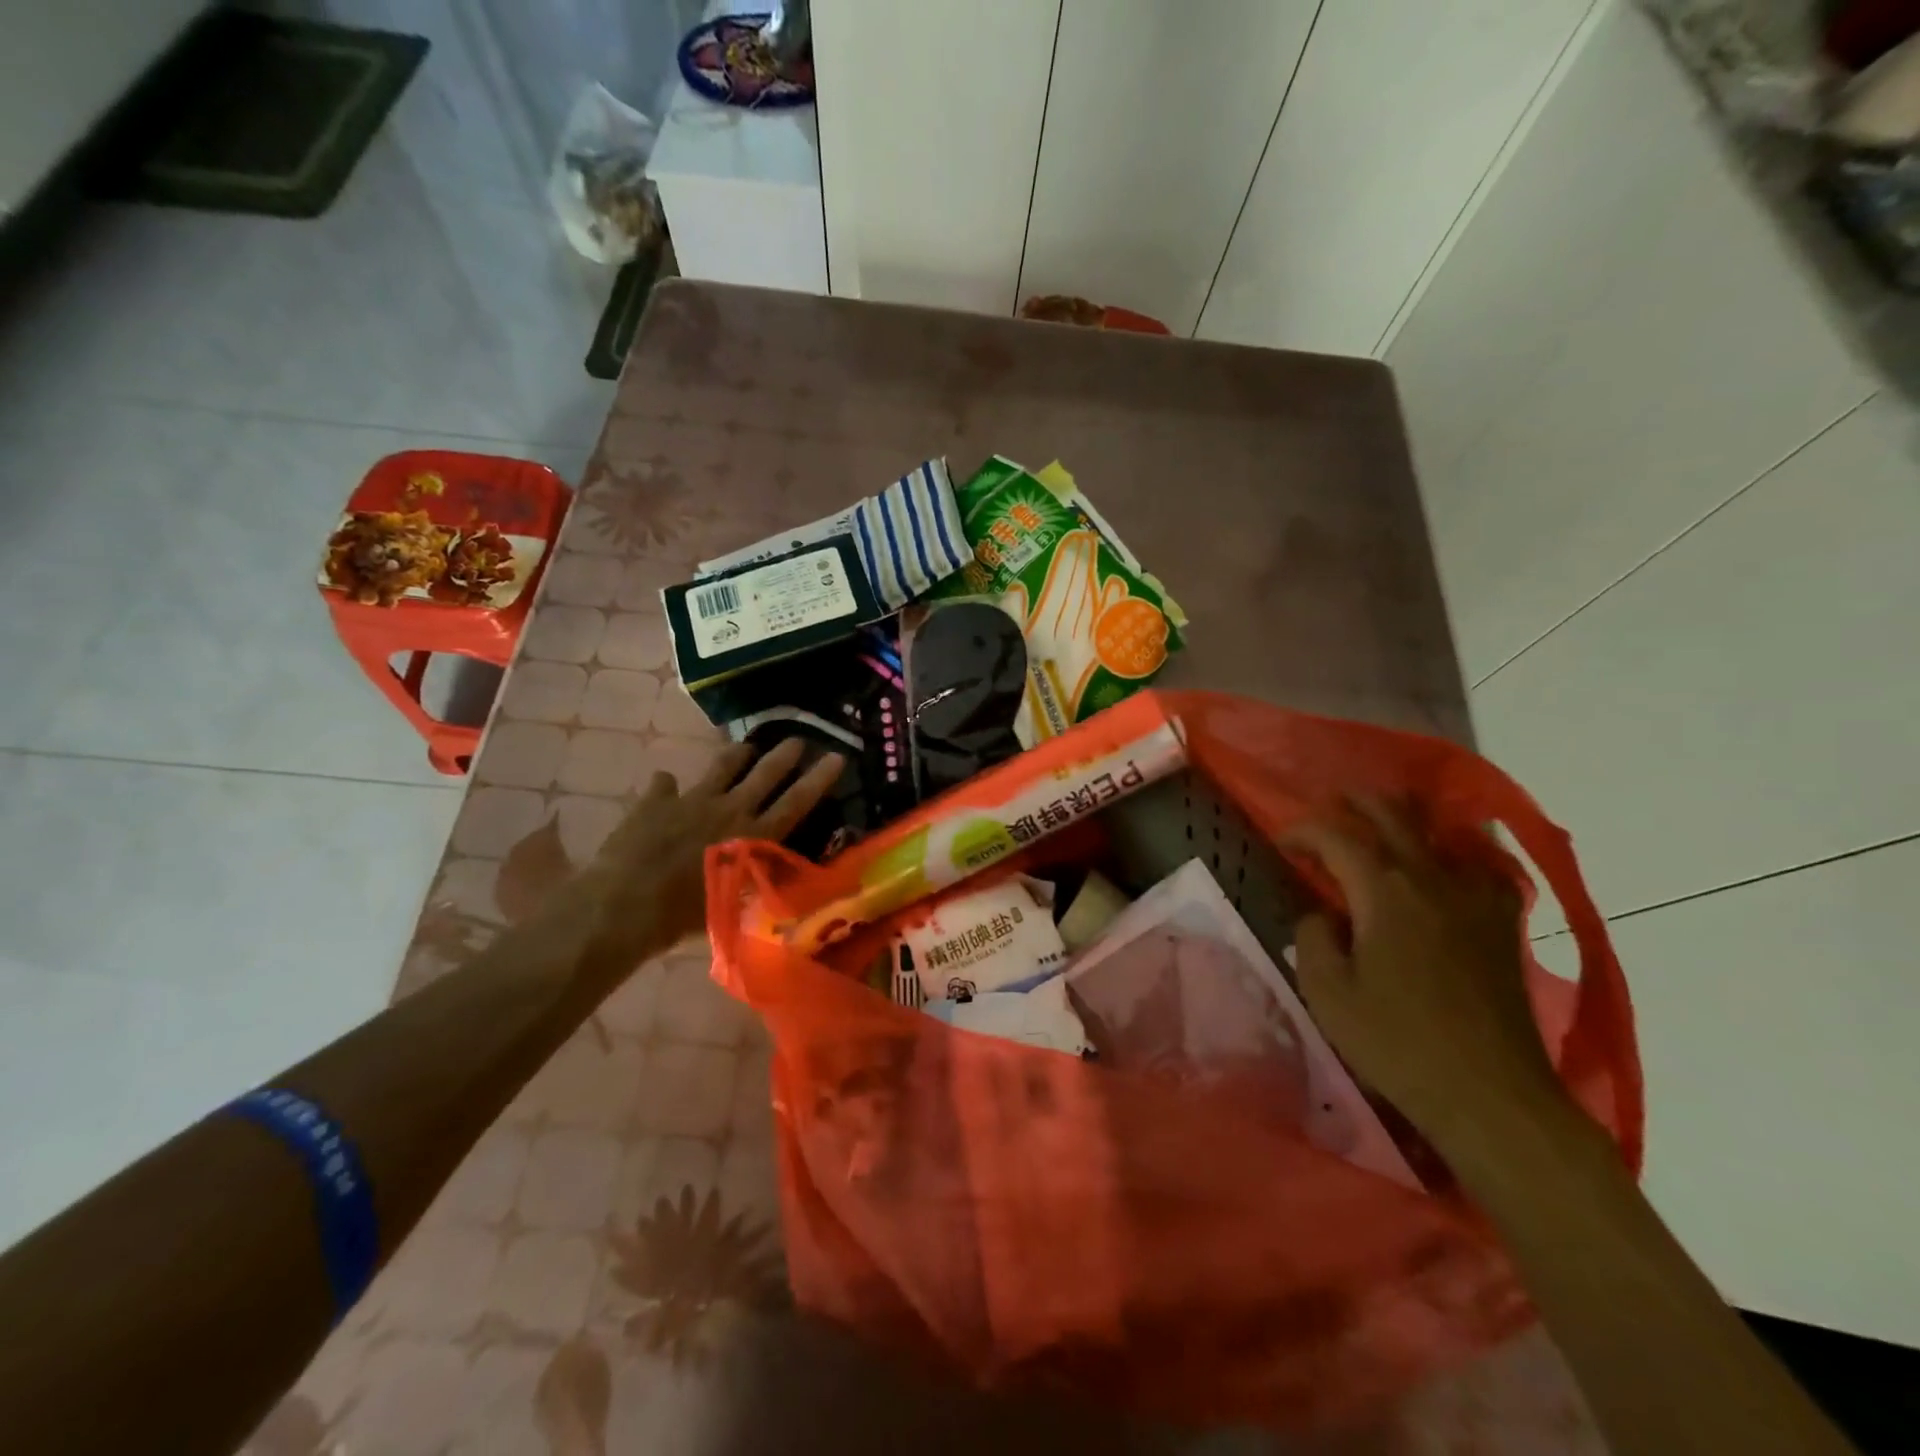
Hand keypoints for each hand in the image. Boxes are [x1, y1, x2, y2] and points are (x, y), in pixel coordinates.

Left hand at [545, 739, 844, 985]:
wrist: (624, 905)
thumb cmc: (682, 918)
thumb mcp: (730, 904)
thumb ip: (748, 882)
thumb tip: (764, 873)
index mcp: (753, 836)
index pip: (796, 801)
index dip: (819, 778)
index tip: (837, 756)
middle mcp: (729, 810)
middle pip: (765, 774)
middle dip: (785, 755)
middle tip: (799, 739)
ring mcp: (691, 801)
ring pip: (722, 767)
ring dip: (737, 755)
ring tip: (746, 747)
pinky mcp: (655, 802)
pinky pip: (665, 784)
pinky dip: (667, 785)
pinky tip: (665, 782)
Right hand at [1283, 796, 1568, 1150]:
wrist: (1491, 1095)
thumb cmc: (1396, 1043)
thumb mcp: (1326, 991)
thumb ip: (1313, 936)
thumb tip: (1325, 915)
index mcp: (1385, 891)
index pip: (1337, 835)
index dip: (1304, 830)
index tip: (1283, 842)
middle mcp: (1432, 879)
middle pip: (1393, 815)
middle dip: (1355, 803)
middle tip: (1328, 808)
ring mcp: (1475, 898)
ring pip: (1440, 831)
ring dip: (1404, 820)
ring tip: (1382, 826)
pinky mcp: (1504, 924)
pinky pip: (1481, 867)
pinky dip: (1457, 853)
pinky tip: (1446, 868)